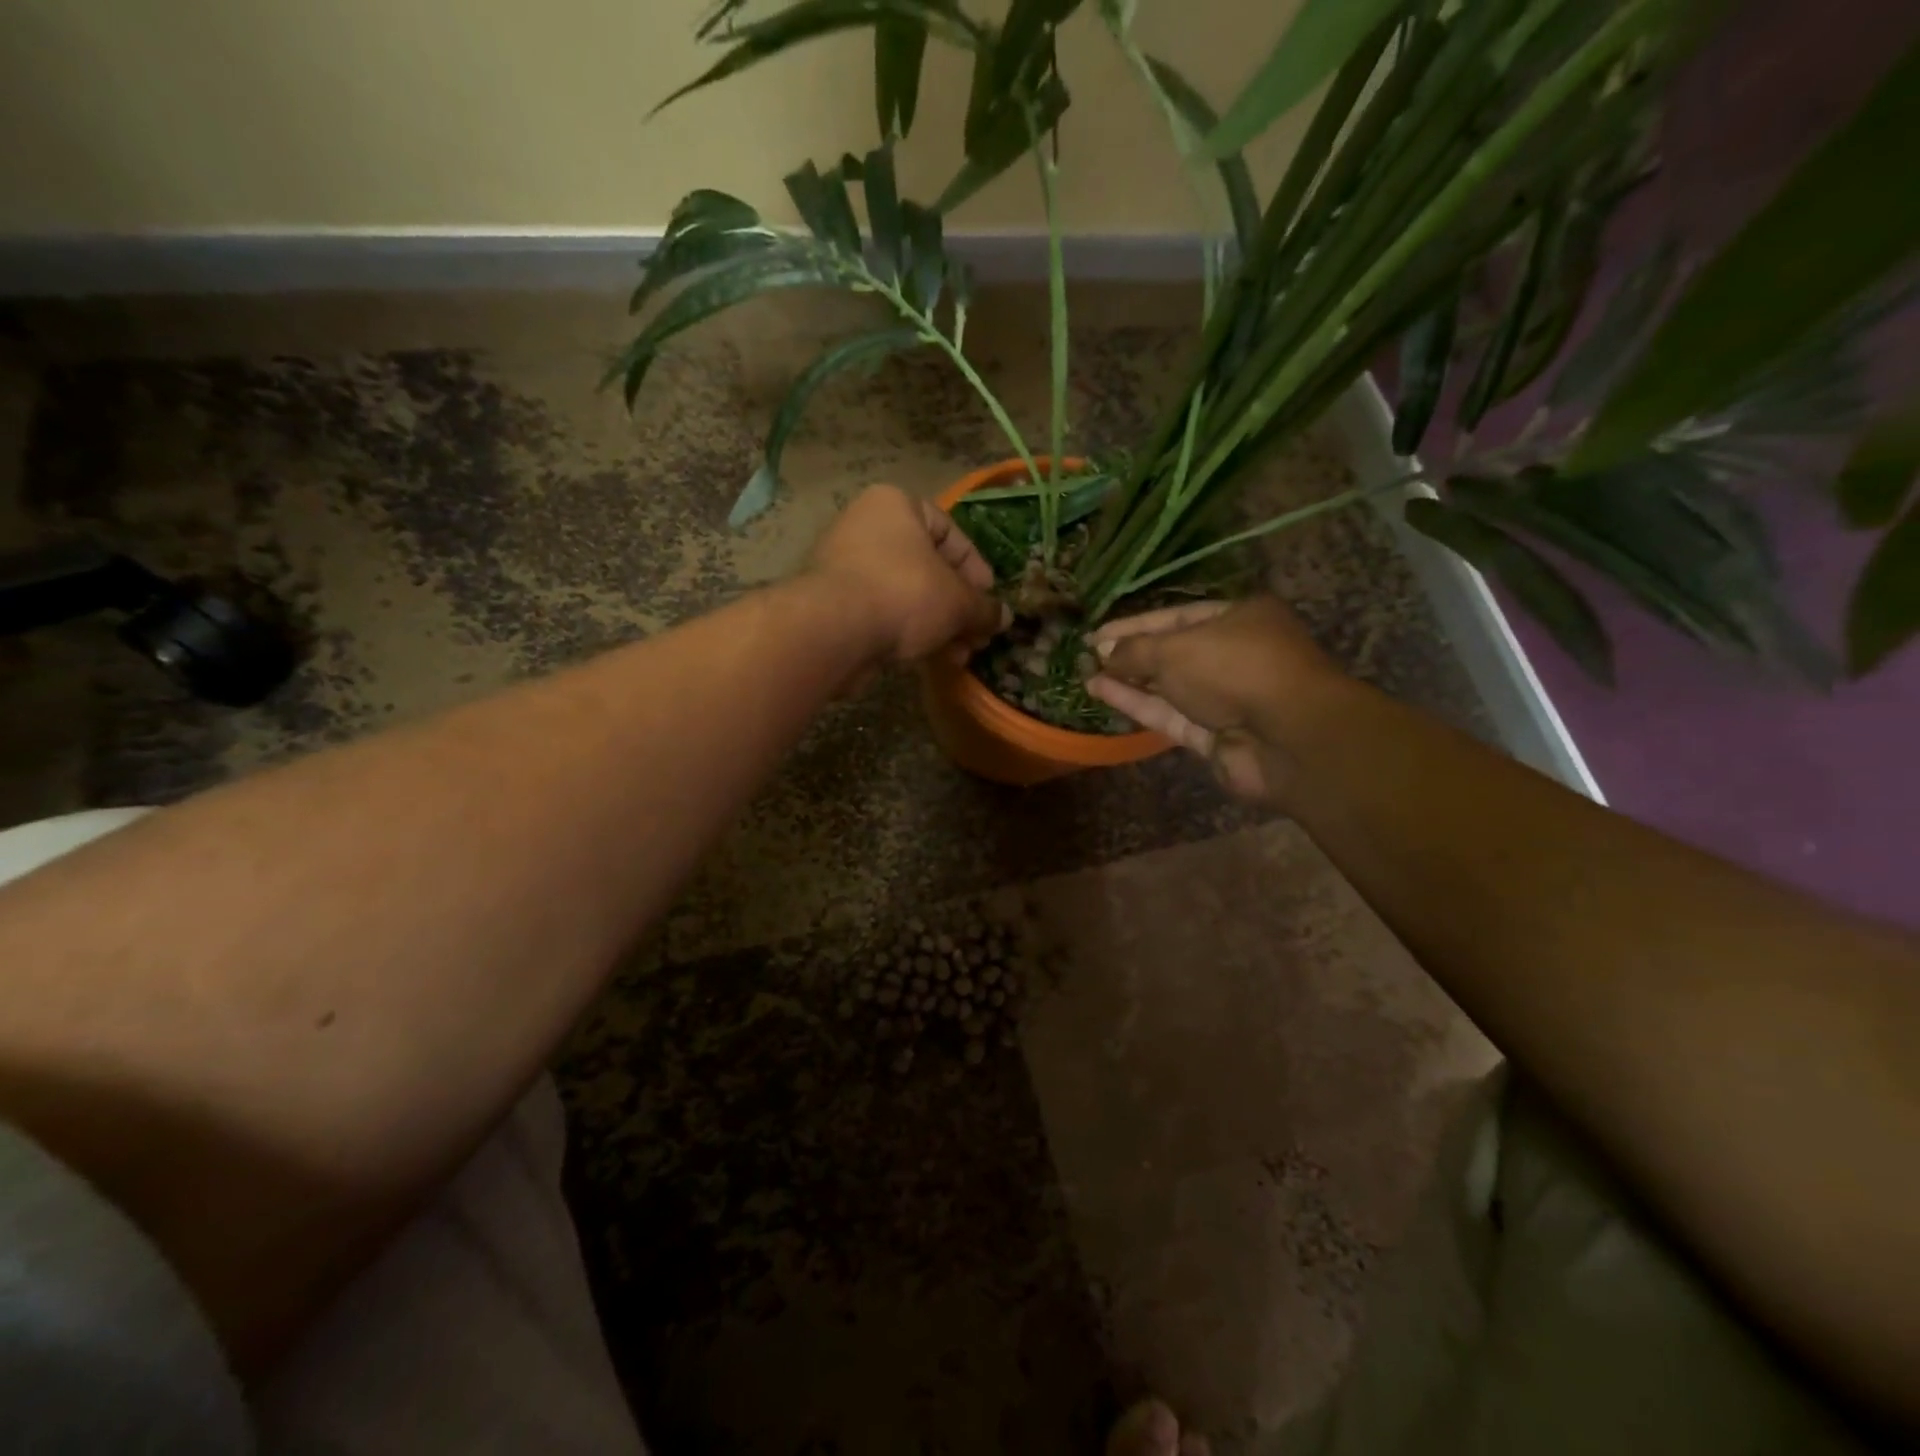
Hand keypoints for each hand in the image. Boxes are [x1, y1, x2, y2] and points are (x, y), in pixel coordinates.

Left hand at [807, 485, 1008, 665]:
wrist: (834, 631)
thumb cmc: (904, 594)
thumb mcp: (958, 602)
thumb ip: (984, 608)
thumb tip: (1003, 618)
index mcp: (896, 505)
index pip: (949, 531)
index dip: (976, 569)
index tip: (989, 600)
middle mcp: (867, 527)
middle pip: (928, 567)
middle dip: (957, 607)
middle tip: (977, 637)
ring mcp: (846, 565)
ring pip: (907, 594)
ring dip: (938, 625)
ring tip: (958, 656)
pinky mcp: (834, 603)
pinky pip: (883, 612)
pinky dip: (908, 632)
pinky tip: (928, 658)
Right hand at [1086, 597, 1337, 803]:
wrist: (1288, 736)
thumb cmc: (1235, 668)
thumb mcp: (1176, 648)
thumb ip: (1135, 650)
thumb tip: (1104, 655)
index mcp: (1239, 617)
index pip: (1177, 616)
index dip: (1134, 625)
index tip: (1098, 634)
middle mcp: (1235, 654)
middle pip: (1174, 652)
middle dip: (1131, 655)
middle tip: (1090, 657)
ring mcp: (1227, 699)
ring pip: (1170, 688)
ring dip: (1129, 681)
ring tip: (1087, 676)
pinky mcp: (1216, 736)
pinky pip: (1171, 716)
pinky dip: (1139, 705)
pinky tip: (1102, 693)